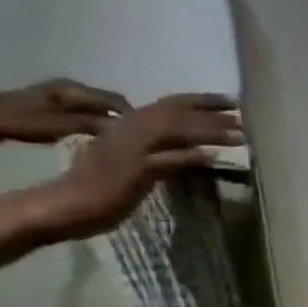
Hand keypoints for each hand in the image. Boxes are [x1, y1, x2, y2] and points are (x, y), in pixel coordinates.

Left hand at [0, 79, 133, 161]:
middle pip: (108, 101)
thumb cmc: (18, 123)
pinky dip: (95, 119)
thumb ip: (94, 125)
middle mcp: (68, 86)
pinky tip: (96, 133)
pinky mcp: (50, 102)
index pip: (115, 100)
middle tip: (135, 139)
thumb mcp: (60, 127)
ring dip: (109, 119)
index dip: (133, 116)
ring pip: (96, 105)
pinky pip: (83, 109)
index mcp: (72, 88)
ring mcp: (58, 92)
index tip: (146, 135)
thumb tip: (126, 129)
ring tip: (119, 138)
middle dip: (123, 117)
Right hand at [29, 93, 241, 239]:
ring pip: (174, 132)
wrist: (64, 205)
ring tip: (241, 136)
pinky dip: (189, 157)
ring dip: (210, 131)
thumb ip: (157, 150)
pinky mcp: (133, 171)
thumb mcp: (131, 160)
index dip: (201, 101)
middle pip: (175, 113)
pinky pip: (165, 160)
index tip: (231, 101)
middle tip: (243, 111)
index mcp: (127, 125)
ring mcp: (130, 149)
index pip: (168, 105)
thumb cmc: (98, 185)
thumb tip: (190, 149)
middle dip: (212, 111)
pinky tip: (213, 157)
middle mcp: (128, 130)